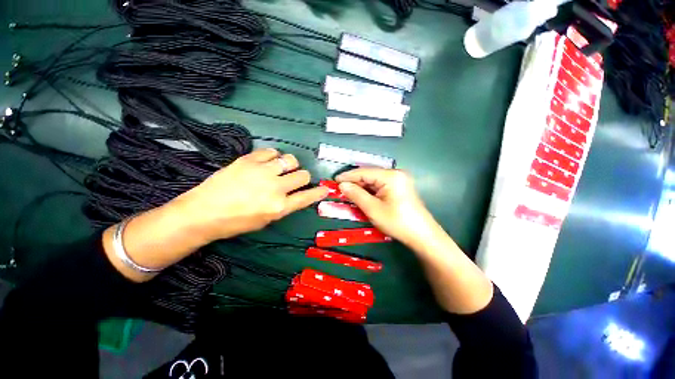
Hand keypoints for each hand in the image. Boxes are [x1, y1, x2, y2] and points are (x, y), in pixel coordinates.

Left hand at [174, 148, 328, 241]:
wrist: (203, 213)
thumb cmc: (236, 223)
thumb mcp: (266, 220)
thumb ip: (284, 206)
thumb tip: (296, 194)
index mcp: (280, 207)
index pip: (308, 197)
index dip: (319, 192)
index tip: (324, 189)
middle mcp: (275, 188)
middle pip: (303, 175)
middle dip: (303, 177)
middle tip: (294, 179)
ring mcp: (262, 171)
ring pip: (291, 160)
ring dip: (290, 165)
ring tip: (281, 168)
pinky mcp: (249, 160)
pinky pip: (271, 151)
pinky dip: (273, 156)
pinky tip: (267, 162)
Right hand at [335, 168, 439, 248]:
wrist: (422, 236)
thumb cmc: (397, 222)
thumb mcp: (373, 209)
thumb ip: (356, 195)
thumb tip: (342, 185)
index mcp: (391, 176)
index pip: (364, 172)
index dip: (348, 176)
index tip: (334, 181)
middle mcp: (396, 173)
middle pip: (369, 175)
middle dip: (354, 182)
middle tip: (340, 189)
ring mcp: (399, 180)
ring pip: (374, 181)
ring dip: (361, 187)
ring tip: (348, 193)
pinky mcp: (400, 187)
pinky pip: (380, 186)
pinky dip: (370, 191)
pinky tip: (362, 196)